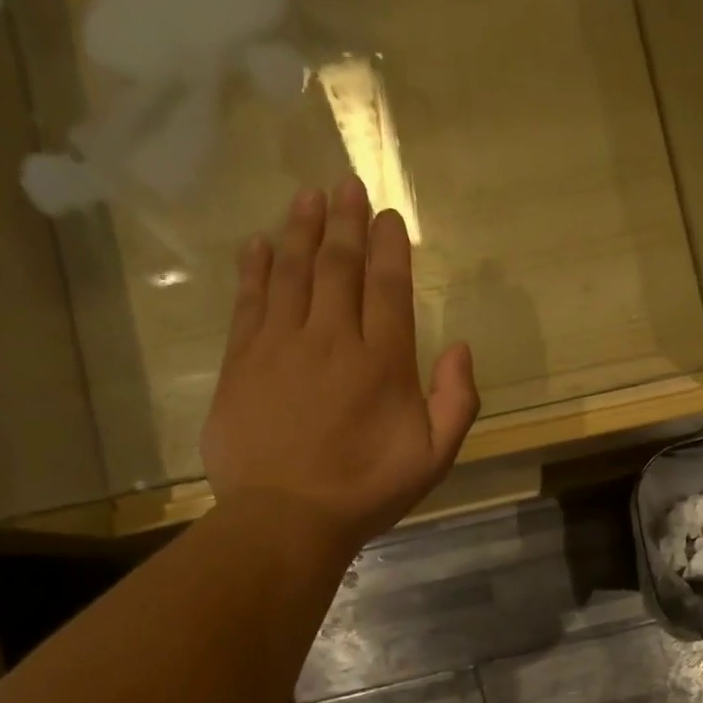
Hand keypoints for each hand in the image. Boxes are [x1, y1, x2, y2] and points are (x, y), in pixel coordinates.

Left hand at [201, 178, 478, 559]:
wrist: (286, 518)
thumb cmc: (366, 491)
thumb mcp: (434, 458)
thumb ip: (458, 401)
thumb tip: (461, 346)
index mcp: (383, 362)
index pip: (388, 286)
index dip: (389, 246)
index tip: (387, 216)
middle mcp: (332, 339)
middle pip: (339, 266)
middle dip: (345, 221)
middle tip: (346, 184)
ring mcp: (281, 345)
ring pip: (294, 272)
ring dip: (302, 230)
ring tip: (308, 196)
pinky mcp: (241, 361)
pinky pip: (250, 301)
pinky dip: (256, 268)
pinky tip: (260, 244)